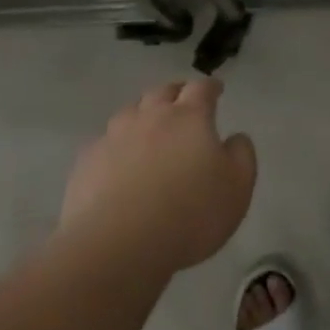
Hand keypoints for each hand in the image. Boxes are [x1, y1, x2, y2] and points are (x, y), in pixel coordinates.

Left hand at [61, 78, 256, 274]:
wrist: (119, 242)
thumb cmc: (190, 214)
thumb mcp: (237, 188)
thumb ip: (241, 156)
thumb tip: (236, 137)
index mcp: (189, 118)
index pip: (201, 89)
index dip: (210, 87)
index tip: (216, 89)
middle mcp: (150, 117)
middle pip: (162, 92)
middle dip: (175, 92)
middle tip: (183, 99)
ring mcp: (114, 136)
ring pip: (130, 112)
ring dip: (143, 113)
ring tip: (149, 125)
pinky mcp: (88, 160)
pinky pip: (105, 142)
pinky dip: (116, 144)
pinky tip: (118, 160)